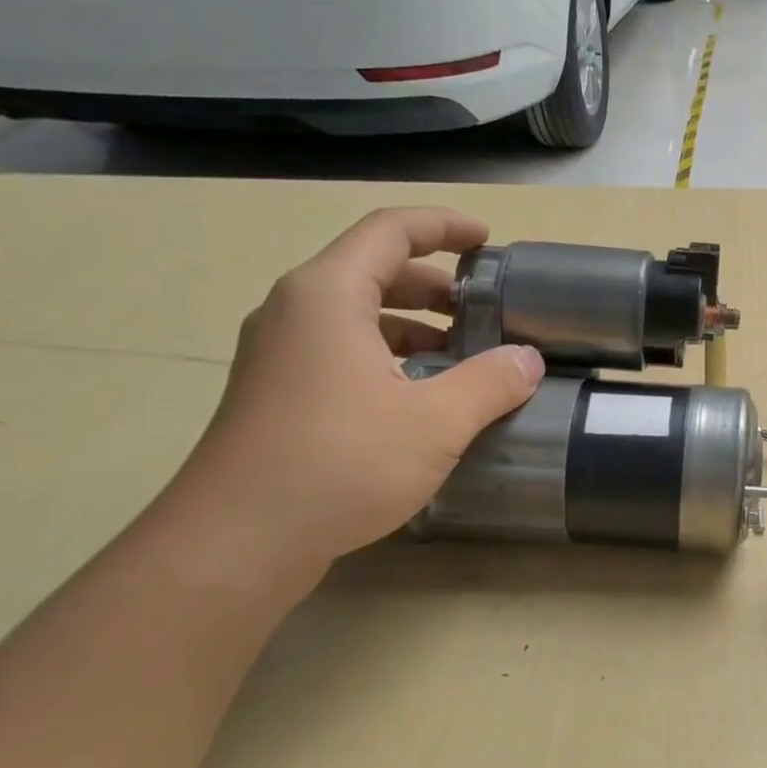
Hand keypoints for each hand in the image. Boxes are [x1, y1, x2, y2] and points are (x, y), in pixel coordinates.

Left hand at [167, 207, 543, 583]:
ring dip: (411, 324)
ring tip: (461, 355)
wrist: (238, 540)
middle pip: (372, 271)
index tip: (487, 240)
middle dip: (434, 283)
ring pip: (355, 316)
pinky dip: (386, 356)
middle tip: (485, 308)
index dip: (443, 226)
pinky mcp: (276, 394)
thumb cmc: (340, 464)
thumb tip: (528, 360)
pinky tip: (419, 398)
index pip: (390, 232)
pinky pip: (340, 352)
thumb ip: (491, 383)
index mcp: (329, 296)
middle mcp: (296, 312)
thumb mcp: (436, 422)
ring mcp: (279, 355)